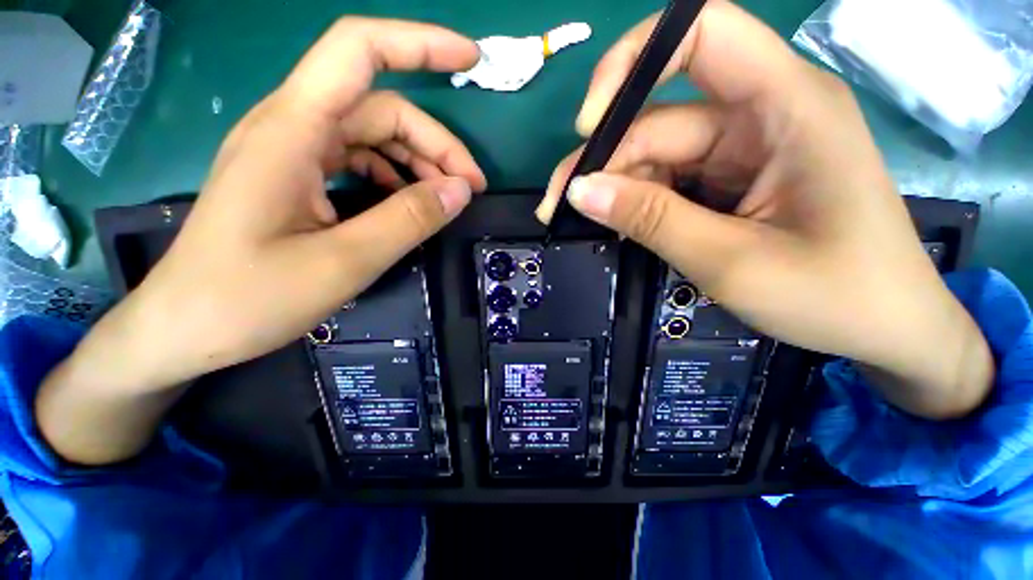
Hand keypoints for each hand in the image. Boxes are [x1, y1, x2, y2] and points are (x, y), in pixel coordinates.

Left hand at [38, 18, 486, 463]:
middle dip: (436, 144)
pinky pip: (359, 160)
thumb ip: (408, 220)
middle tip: (471, 188)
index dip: (420, 44)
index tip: (471, 59)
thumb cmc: (249, 299)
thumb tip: (461, 190)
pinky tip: (409, 202)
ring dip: (419, 162)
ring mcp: (295, 154)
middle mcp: (293, 128)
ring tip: (448, 199)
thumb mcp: (344, 262)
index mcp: (293, 131)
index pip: (360, 52)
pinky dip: (395, 176)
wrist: (186, 328)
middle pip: (383, 109)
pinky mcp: (298, 179)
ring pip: (375, 135)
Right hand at [537, 3, 991, 418]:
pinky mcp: (732, 180)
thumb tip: (582, 191)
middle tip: (558, 204)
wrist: (885, 327)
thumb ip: (653, 220)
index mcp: (787, 106)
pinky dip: (636, 201)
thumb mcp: (732, 261)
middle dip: (601, 160)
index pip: (700, 33)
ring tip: (577, 220)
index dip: (630, 65)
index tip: (587, 128)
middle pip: (658, 117)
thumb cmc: (835, 295)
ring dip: (612, 186)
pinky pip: (668, 180)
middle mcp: (762, 114)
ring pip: (656, 154)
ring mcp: (744, 149)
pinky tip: (616, 225)